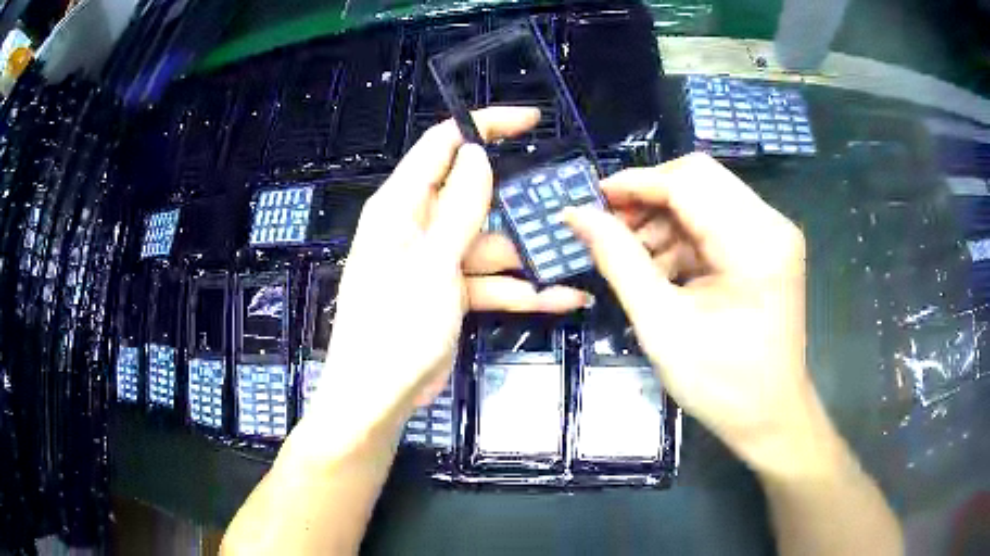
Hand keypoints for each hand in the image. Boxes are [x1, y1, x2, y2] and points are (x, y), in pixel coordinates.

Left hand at [307, 107, 587, 443]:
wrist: (379, 397)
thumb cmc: (394, 328)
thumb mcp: (431, 265)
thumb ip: (458, 208)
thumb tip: (476, 153)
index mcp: (401, 206)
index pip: (443, 145)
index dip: (484, 126)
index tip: (530, 121)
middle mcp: (419, 226)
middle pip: (476, 196)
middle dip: (519, 199)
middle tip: (568, 199)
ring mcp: (437, 261)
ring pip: (492, 243)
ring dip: (530, 254)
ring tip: (577, 256)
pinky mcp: (451, 292)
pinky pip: (492, 281)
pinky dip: (523, 289)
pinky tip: (563, 297)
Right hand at [565, 153, 819, 474]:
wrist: (770, 416)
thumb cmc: (721, 384)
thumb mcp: (661, 325)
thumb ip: (619, 261)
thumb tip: (577, 215)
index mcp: (754, 243)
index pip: (689, 181)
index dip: (636, 183)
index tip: (592, 201)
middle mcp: (771, 224)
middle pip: (699, 180)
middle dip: (649, 198)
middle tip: (610, 228)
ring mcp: (772, 234)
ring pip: (706, 198)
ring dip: (663, 219)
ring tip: (631, 257)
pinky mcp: (767, 247)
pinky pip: (716, 222)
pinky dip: (682, 237)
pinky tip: (660, 268)